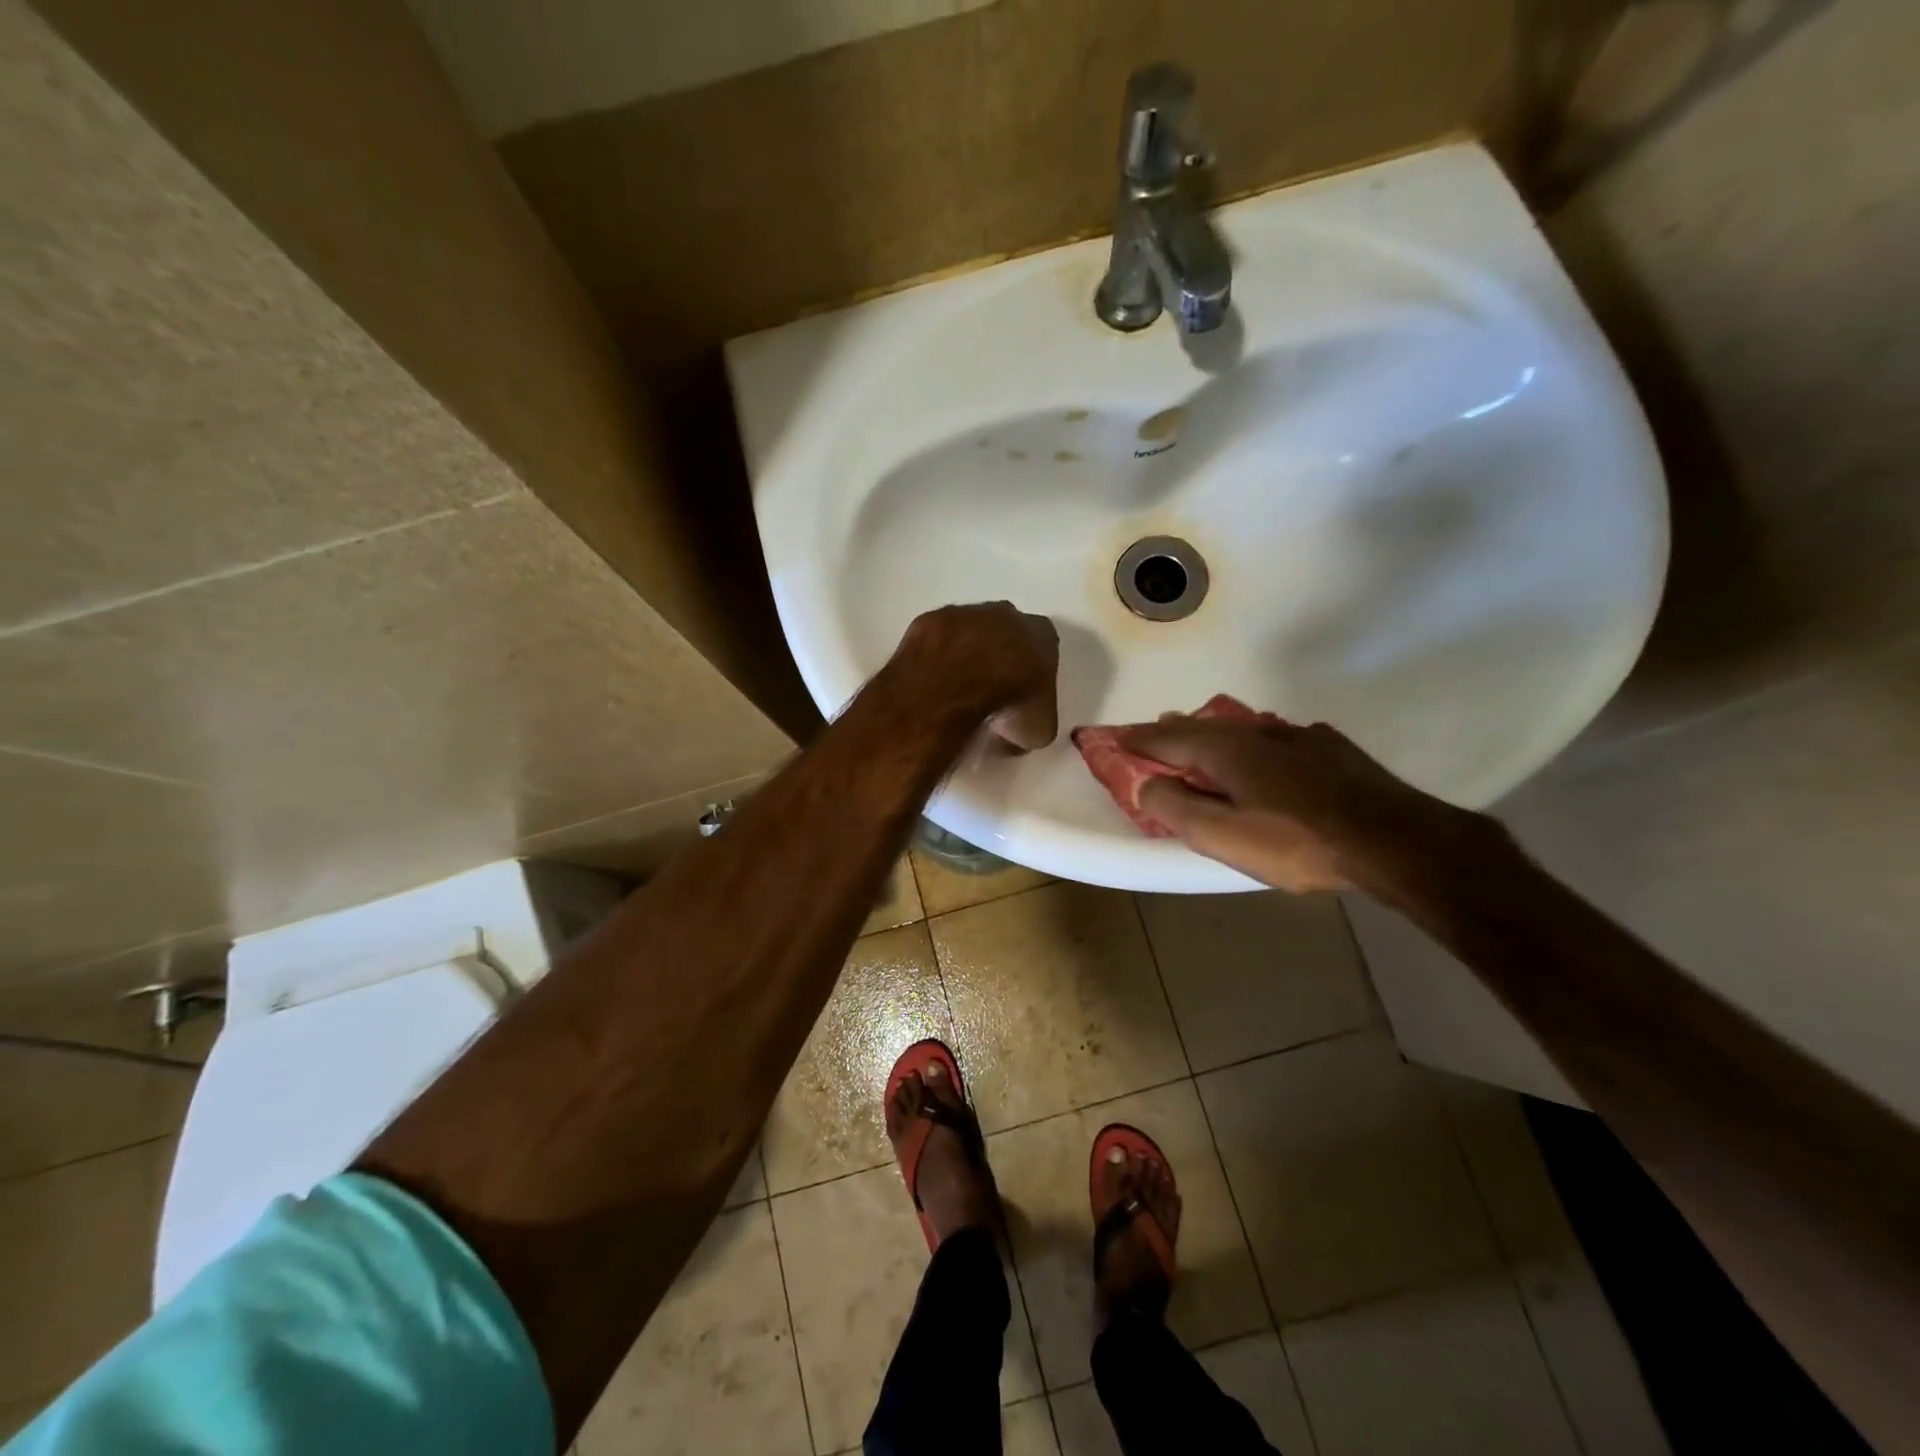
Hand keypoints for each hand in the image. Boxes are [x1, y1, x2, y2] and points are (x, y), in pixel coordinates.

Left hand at [894, 603, 1059, 750]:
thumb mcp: (1038, 730)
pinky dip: (936, 657)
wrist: (959, 683)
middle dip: (1000, 658)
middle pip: (1007, 633)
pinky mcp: (931, 619)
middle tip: (991, 692)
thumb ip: (1035, 721)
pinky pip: (937, 640)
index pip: (1044, 649)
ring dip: (966, 655)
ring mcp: (966, 612)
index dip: (1033, 674)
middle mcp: (1007, 614)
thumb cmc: (1011, 703)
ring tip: (958, 689)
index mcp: (1043, 634)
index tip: (1023, 697)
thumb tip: (1018, 733)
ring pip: (970, 632)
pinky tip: (933, 682)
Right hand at [1115, 715, 1482, 892]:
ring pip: (1239, 728)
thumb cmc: (1298, 843)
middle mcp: (1256, 732)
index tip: (1110, 739)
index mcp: (1226, 751)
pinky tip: (1262, 752)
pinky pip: (1273, 736)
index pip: (1166, 738)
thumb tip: (1144, 783)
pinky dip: (1250, 741)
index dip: (1136, 740)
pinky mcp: (1329, 748)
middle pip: (1201, 727)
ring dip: (1210, 733)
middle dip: (1170, 732)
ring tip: (1196, 738)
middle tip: (1149, 737)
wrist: (1394, 839)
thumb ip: (1177, 809)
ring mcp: (1297, 735)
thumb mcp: (1225, 838)